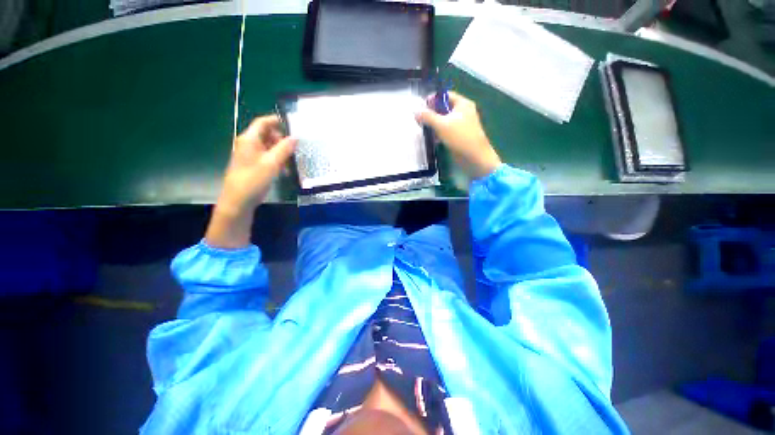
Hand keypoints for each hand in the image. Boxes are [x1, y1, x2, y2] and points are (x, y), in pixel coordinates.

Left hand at [205, 115, 295, 248]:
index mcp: (249, 139)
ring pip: (269, 147)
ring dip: (281, 151)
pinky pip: (267, 158)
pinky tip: (285, 170)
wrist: (238, 201)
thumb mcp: (271, 163)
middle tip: (296, 147)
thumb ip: (284, 148)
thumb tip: (296, 137)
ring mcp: (250, 156)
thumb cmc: (253, 180)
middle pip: (267, 134)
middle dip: (282, 139)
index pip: (262, 122)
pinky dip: (277, 160)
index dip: (276, 120)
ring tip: (293, 160)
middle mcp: (248, 144)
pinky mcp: (253, 166)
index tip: (293, 124)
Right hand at [416, 92, 500, 179]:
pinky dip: (440, 132)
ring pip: (445, 120)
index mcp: (462, 104)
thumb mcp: (441, 125)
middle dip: (432, 113)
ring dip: (435, 124)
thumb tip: (415, 111)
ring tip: (424, 128)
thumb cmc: (459, 137)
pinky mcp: (459, 136)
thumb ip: (428, 117)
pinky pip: (447, 130)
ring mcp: (462, 124)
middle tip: (420, 119)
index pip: (445, 95)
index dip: (432, 99)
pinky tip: (433, 139)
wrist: (474, 157)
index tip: (421, 106)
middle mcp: (463, 111)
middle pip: (444, 108)